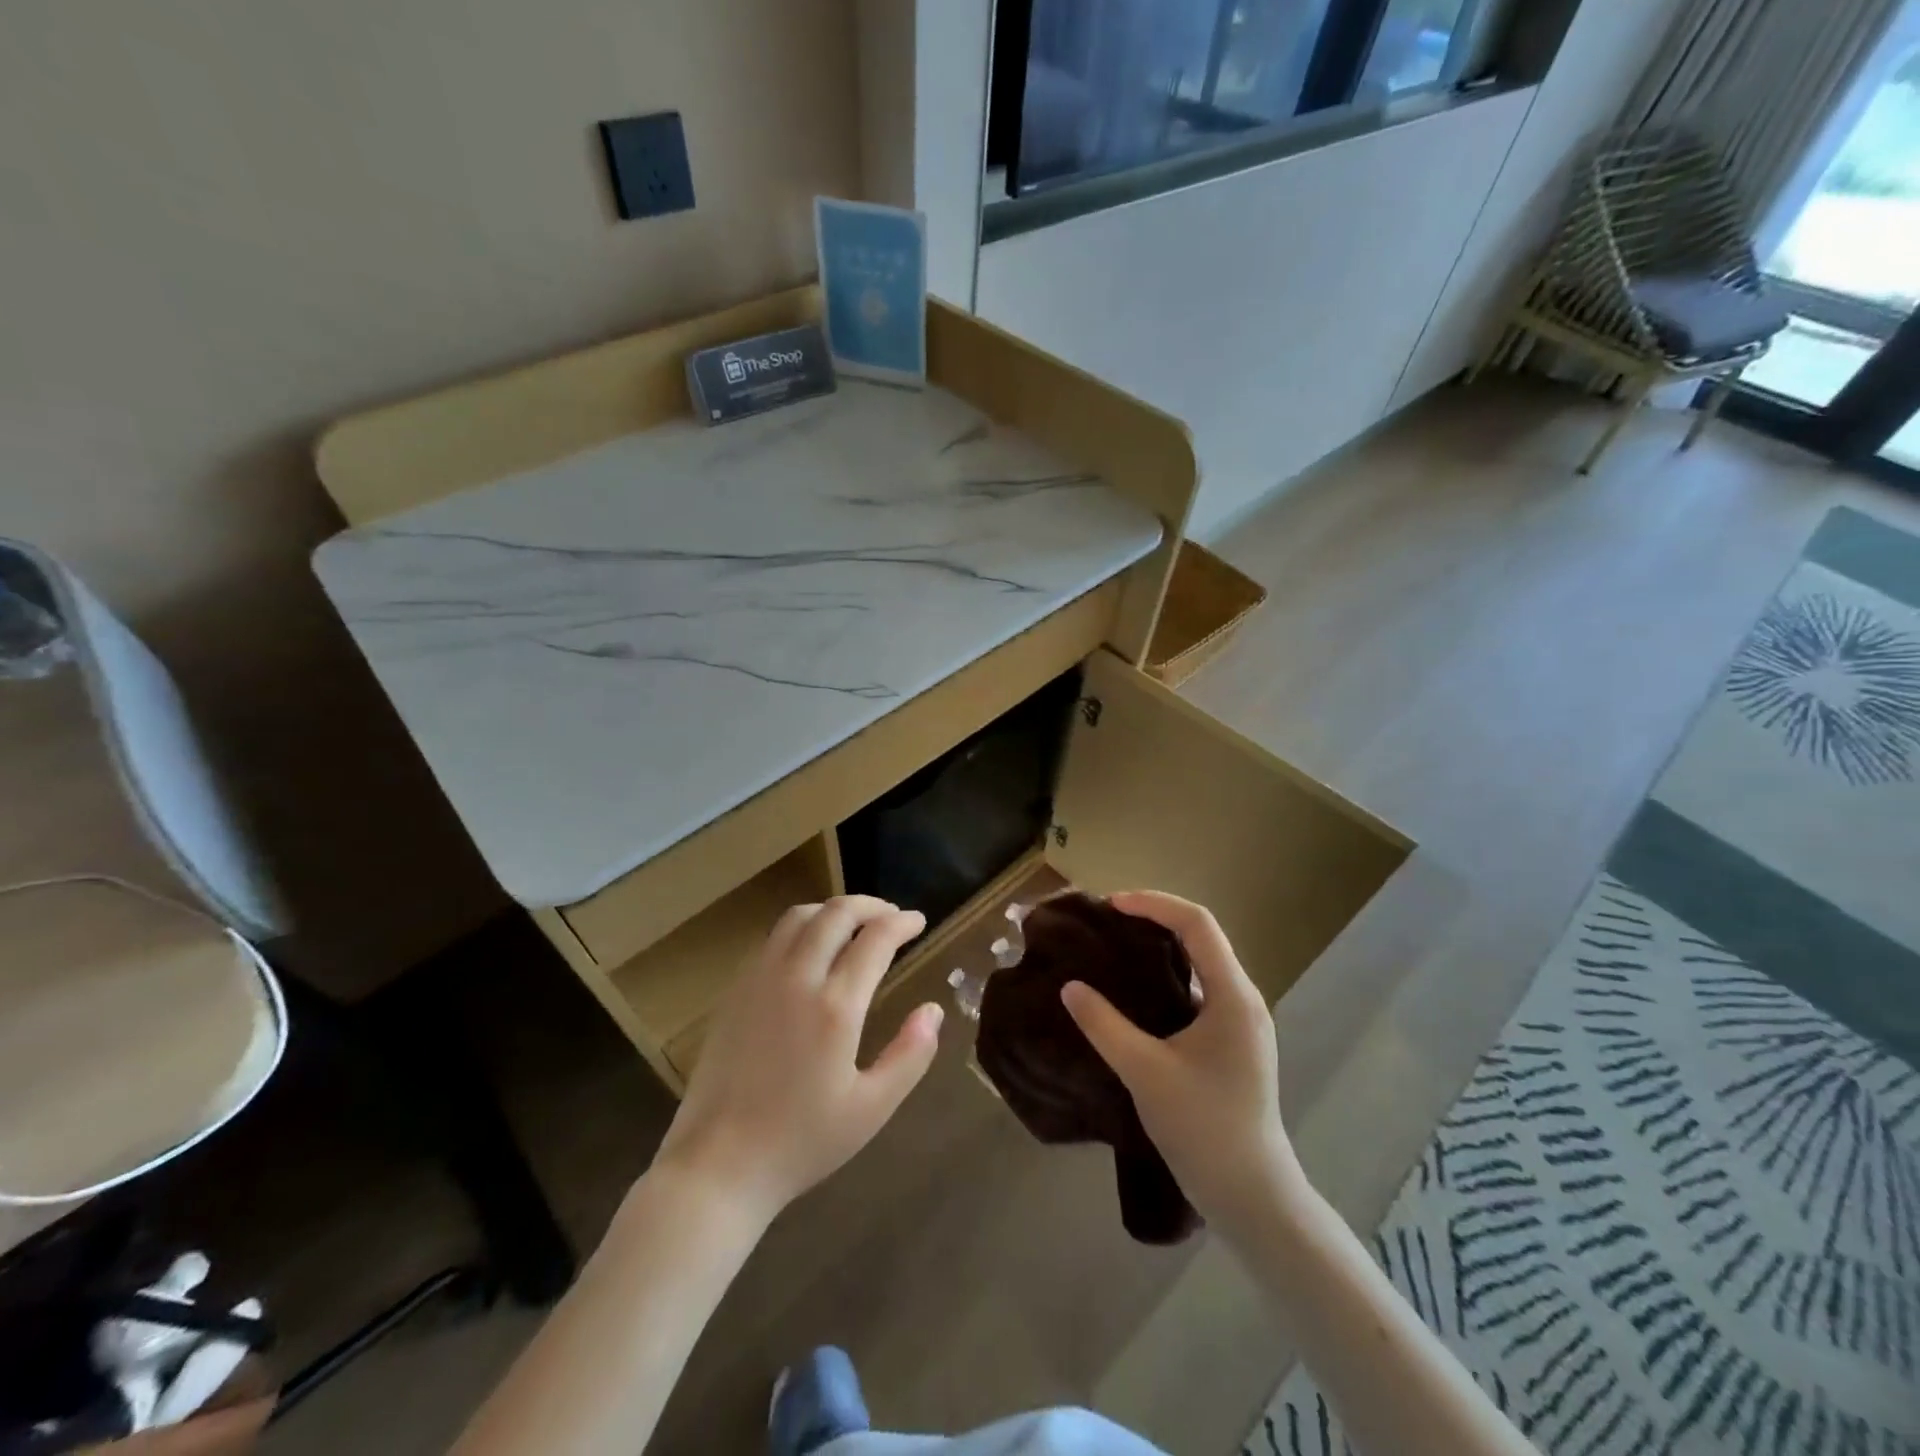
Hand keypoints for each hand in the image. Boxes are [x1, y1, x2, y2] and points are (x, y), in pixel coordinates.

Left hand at [653, 895, 943, 1225]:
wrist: (717, 1166)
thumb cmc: (801, 1142)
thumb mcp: (871, 1109)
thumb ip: (910, 1055)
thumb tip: (933, 1010)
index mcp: (836, 1006)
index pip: (876, 938)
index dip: (902, 922)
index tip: (919, 921)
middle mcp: (797, 978)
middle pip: (836, 913)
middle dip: (871, 905)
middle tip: (892, 917)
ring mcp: (760, 979)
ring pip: (800, 916)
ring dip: (833, 910)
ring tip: (854, 925)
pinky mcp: (735, 990)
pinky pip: (773, 938)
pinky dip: (802, 927)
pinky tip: (811, 951)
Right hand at [1061, 891, 1303, 1239]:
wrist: (1253, 1197)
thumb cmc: (1203, 1128)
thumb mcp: (1145, 1073)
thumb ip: (1104, 1025)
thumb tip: (1069, 987)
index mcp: (1233, 996)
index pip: (1196, 923)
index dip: (1153, 903)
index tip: (1110, 905)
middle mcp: (1243, 999)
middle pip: (1200, 936)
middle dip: (1153, 919)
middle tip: (1106, 923)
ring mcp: (1241, 1022)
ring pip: (1200, 963)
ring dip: (1160, 948)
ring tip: (1114, 949)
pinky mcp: (1232, 1042)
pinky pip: (1199, 989)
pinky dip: (1166, 977)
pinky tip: (1134, 994)